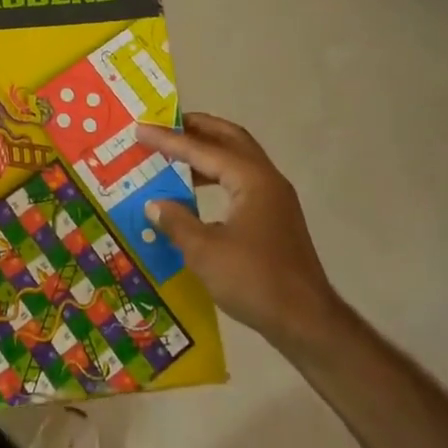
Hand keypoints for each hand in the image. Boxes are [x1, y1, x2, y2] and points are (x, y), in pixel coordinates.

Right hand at [135, 113, 346, 353]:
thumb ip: (176, 222)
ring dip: (207, 152)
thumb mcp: (204, 251)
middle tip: (165, 126)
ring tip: (174, 156)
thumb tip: (154, 204)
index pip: (203, 149)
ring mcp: (275, 199)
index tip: (140, 129)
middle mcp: (267, 180)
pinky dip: (217, 175)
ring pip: (238, 159)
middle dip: (197, 129)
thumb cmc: (254, 280)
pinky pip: (241, 181)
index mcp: (251, 180)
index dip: (169, 139)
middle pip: (230, 139)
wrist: (306, 321)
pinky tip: (195, 193)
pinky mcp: (275, 218)